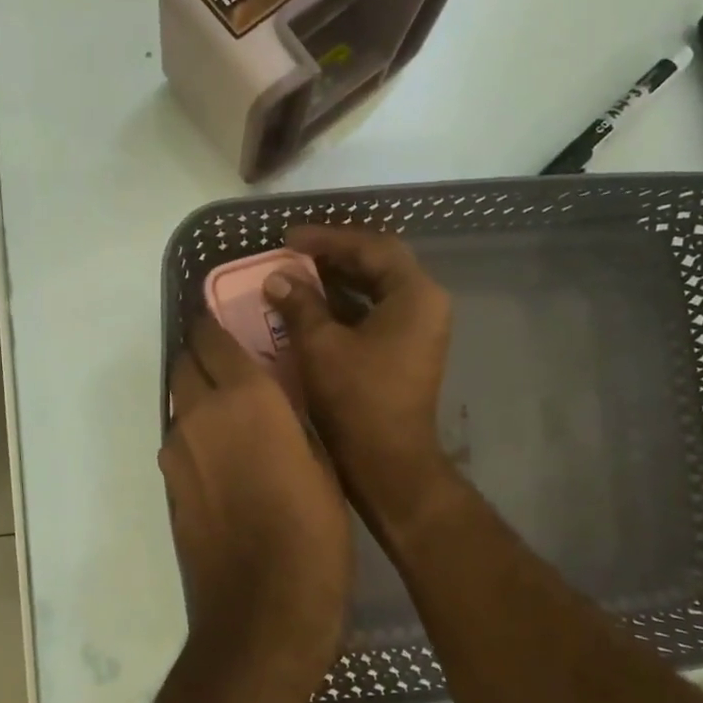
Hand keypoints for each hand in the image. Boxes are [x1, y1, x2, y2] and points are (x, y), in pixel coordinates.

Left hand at [160, 317, 351, 686]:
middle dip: (203, 353)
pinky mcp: (169, 489)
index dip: (214, 321)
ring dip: (198, 395)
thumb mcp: (322, 463)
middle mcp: (199, 415)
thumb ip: (293, 417)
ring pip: (179, 403)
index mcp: (245, 398)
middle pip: (184, 363)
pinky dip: (196, 435)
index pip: (212, 336)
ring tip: (233, 411)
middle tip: (234, 361)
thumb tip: (279, 396)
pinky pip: (180, 442)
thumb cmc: (313, 533)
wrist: (262, 611)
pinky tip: (224, 457)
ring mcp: (177, 454)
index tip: (226, 317)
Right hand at [264, 225, 454, 528]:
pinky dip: (346, 306)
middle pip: (379, 263)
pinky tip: (312, 308)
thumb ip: (300, 304)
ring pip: (377, 289)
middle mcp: (425, 304)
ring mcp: (420, 329)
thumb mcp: (321, 346)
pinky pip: (376, 313)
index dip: (327, 238)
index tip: (288, 239)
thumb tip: (277, 279)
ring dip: (338, 281)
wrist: (388, 463)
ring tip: (296, 276)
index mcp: (415, 294)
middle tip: (292, 253)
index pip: (372, 246)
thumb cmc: (357, 400)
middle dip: (334, 255)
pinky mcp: (408, 350)